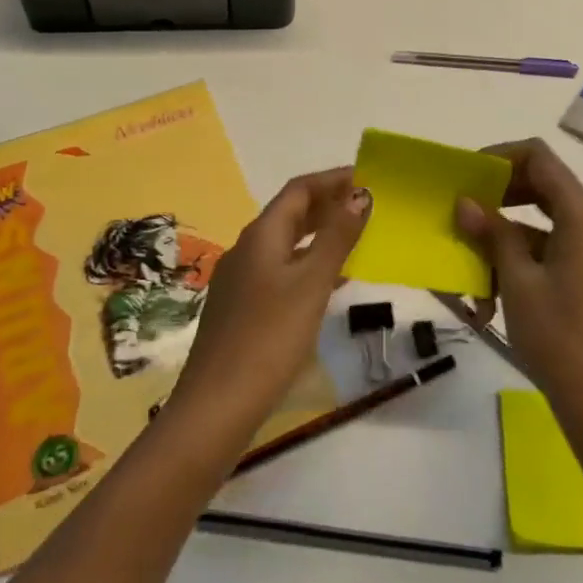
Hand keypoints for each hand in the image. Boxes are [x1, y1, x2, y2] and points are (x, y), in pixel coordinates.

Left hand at [175, 168, 370, 435]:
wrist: (217, 405)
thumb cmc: (270, 337)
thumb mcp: (311, 284)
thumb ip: (337, 238)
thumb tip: (360, 195)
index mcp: (261, 235)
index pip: (298, 190)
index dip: (331, 179)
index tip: (365, 177)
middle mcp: (246, 249)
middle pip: (289, 213)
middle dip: (326, 204)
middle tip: (365, 206)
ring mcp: (239, 280)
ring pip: (284, 243)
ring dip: (318, 235)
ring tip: (354, 239)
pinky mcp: (240, 308)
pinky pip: (279, 270)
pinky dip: (306, 263)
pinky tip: (327, 284)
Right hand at [455, 139, 582, 427]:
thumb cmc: (558, 337)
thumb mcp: (517, 282)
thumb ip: (493, 234)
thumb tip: (466, 203)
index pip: (540, 158)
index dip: (501, 157)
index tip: (468, 176)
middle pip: (545, 187)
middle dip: (501, 196)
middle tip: (466, 210)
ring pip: (547, 223)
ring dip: (508, 237)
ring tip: (472, 267)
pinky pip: (557, 251)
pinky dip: (526, 261)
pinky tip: (494, 296)